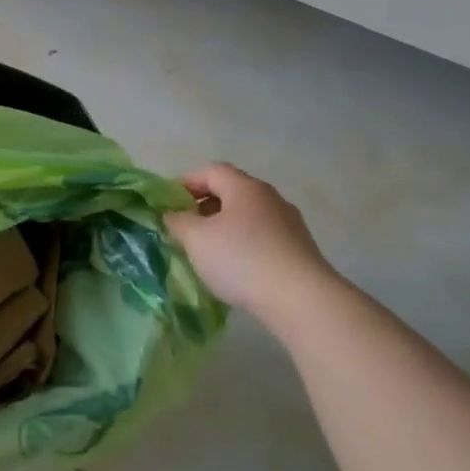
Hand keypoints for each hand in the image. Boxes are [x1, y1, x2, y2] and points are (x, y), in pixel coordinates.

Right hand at [164, 163, 338, 323]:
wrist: (301, 300)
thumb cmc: (241, 259)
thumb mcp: (195, 238)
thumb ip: (177, 221)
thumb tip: (173, 215)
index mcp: (245, 187)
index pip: (211, 171)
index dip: (186, 182)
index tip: (168, 203)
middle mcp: (270, 198)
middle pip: (231, 192)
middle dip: (204, 206)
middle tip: (185, 228)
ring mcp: (289, 224)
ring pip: (247, 217)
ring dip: (224, 228)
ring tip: (207, 251)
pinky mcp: (300, 250)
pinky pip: (263, 238)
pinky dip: (244, 245)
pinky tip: (235, 268)